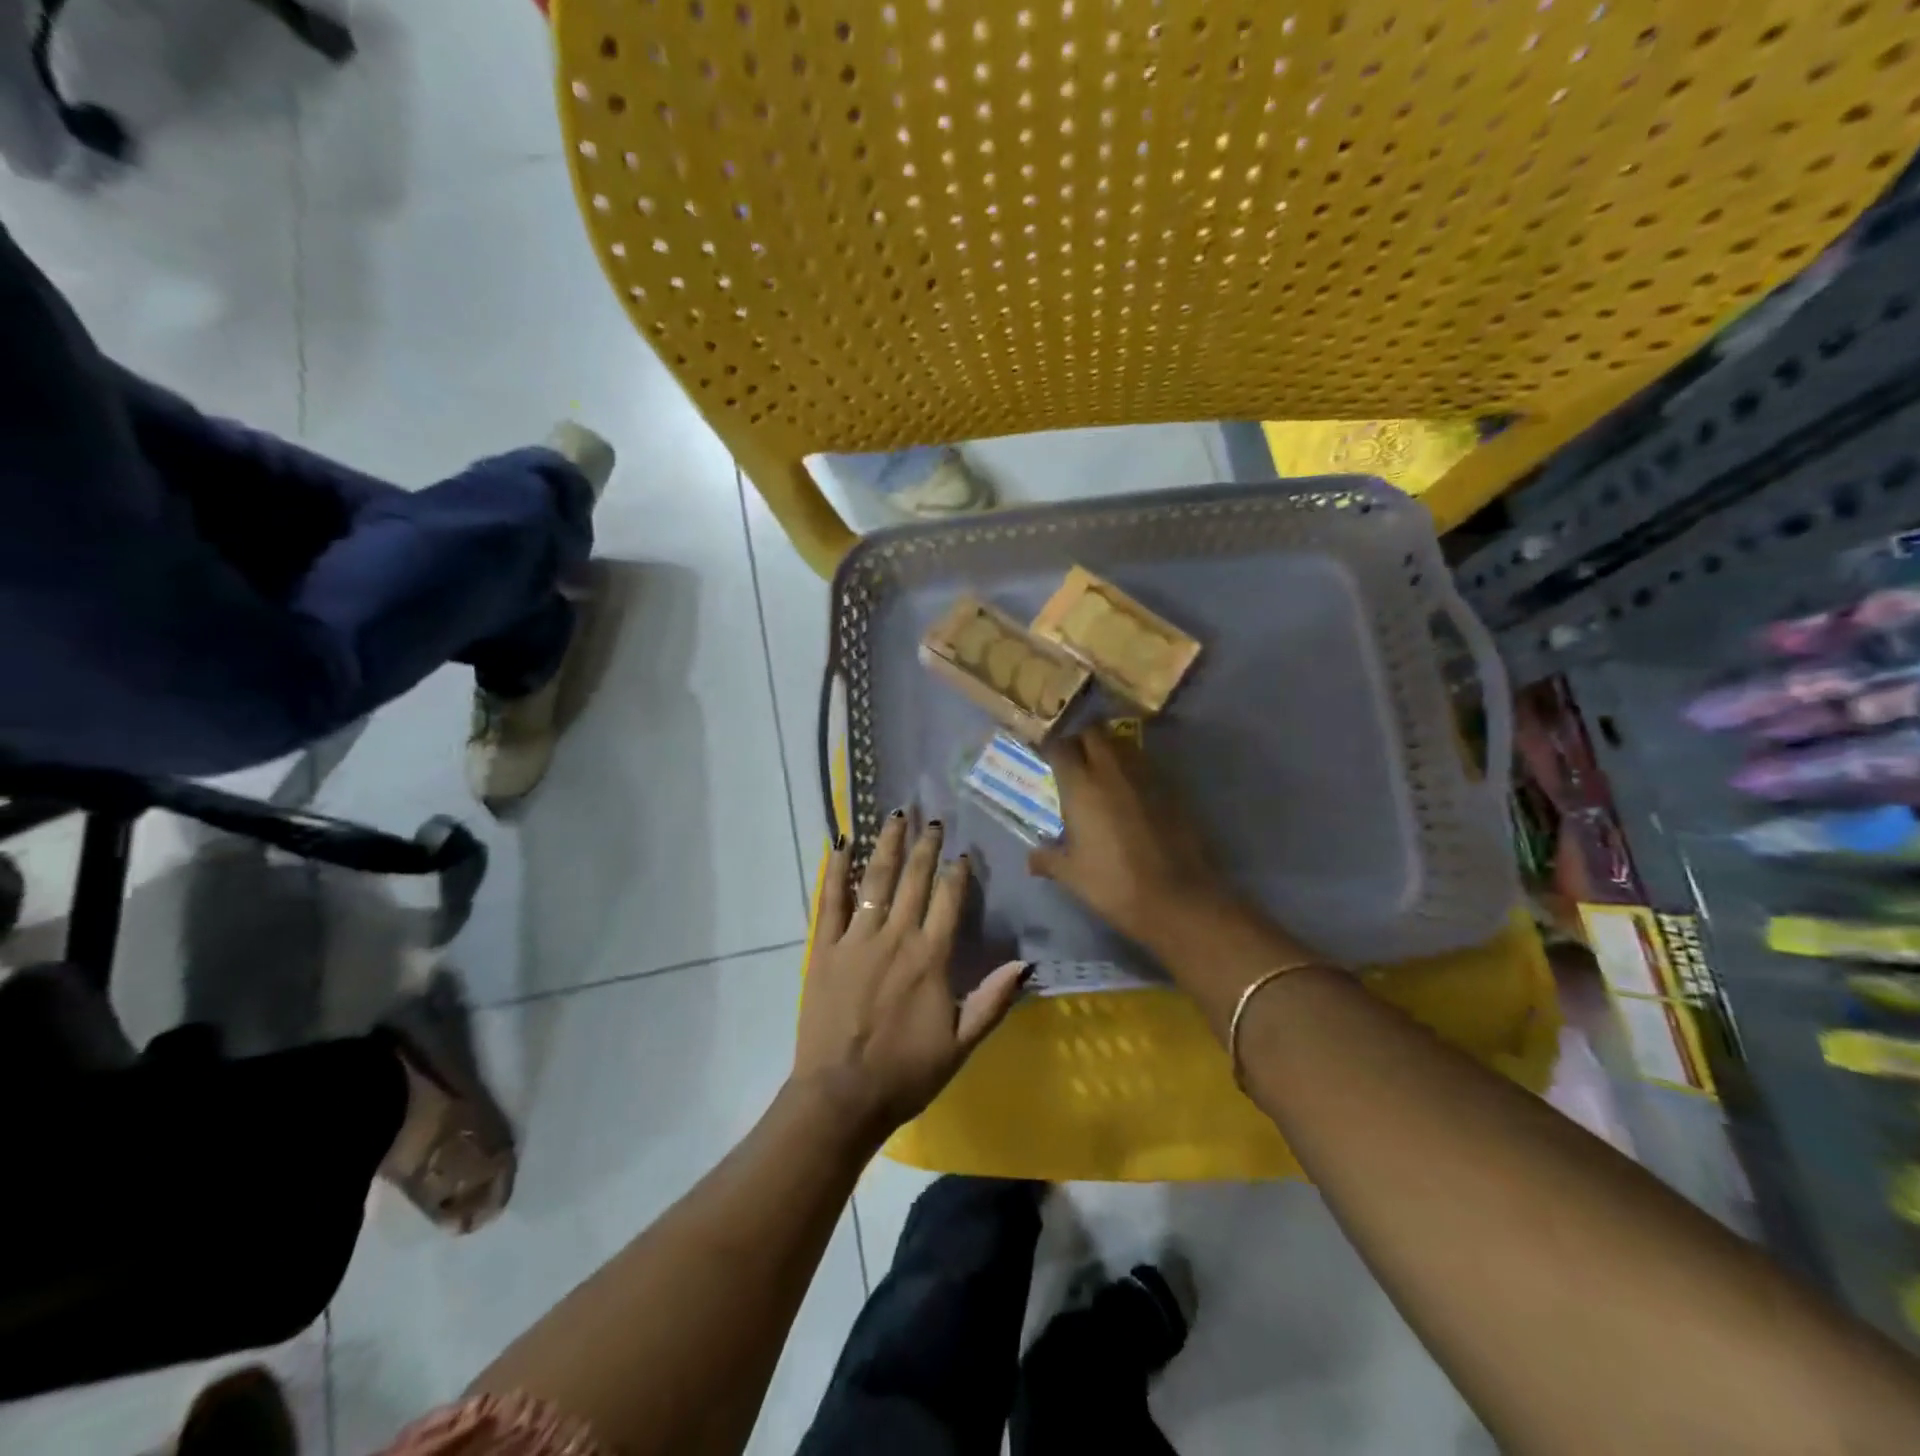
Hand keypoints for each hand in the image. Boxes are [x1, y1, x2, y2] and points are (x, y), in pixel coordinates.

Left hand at [794, 813, 1027, 1143]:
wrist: (841, 1096)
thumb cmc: (906, 1073)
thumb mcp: (961, 1044)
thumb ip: (993, 1000)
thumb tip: (1026, 963)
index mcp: (930, 957)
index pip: (949, 900)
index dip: (958, 873)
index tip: (962, 852)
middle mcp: (896, 937)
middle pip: (914, 880)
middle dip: (925, 846)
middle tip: (932, 820)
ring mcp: (857, 939)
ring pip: (876, 879)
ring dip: (887, 845)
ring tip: (895, 815)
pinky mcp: (826, 948)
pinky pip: (831, 900)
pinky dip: (836, 870)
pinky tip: (840, 844)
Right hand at [1030, 728, 1231, 945]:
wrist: (1177, 897)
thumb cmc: (1113, 884)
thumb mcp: (1072, 875)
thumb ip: (1048, 860)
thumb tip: (1031, 859)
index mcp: (1081, 786)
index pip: (1060, 747)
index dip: (1051, 748)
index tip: (1046, 757)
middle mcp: (1111, 770)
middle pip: (1094, 733)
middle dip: (1081, 739)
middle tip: (1074, 758)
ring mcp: (1145, 776)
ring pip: (1122, 744)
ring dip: (1109, 749)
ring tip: (1101, 770)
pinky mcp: (1171, 787)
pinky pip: (1145, 765)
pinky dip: (1133, 769)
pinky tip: (1130, 792)